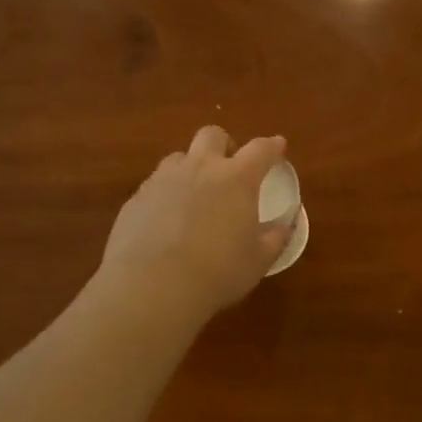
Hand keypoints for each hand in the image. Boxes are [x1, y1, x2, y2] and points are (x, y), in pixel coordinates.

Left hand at [100, 126, 292, 318]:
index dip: (272, 146)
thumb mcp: (259, 260)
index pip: (260, 150)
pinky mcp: (136, 199)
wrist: (153, 285)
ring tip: (195, 195)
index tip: (278, 146)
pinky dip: (167, 195)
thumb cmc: (219, 272)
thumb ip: (276, 237)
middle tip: (229, 168)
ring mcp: (162, 180)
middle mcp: (199, 168)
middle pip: (212, 136)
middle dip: (224, 145)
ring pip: (179, 157)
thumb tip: (286, 224)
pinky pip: (155, 185)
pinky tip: (167, 222)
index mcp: (236, 179)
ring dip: (191, 168)